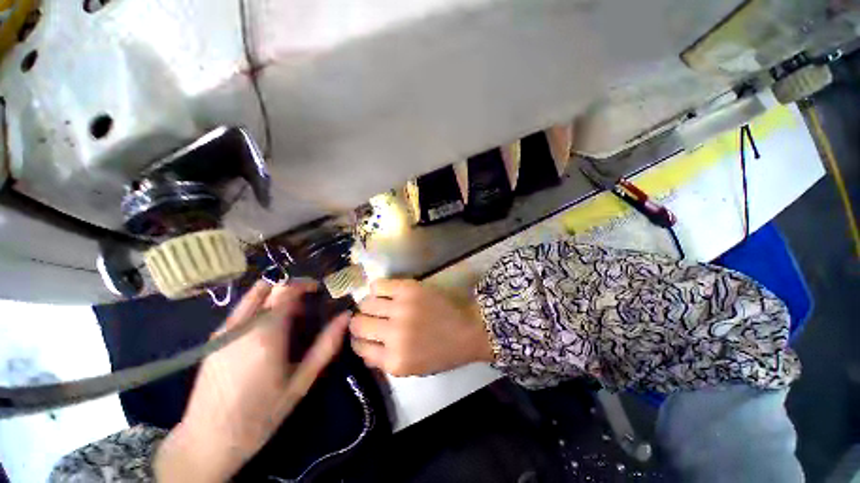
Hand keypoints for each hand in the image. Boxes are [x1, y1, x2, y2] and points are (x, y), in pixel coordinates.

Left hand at [154, 281, 348, 482]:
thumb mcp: (301, 382)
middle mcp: (243, 323)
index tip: (320, 289)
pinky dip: (261, 306)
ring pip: (253, 294)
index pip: (287, 289)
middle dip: (292, 286)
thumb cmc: (261, 413)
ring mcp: (225, 329)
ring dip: (276, 294)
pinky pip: (243, 308)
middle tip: (308, 301)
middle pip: (269, 286)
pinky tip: (270, 329)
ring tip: (291, 315)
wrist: (208, 440)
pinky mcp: (215, 337)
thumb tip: (346, 316)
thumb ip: (326, 345)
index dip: (306, 283)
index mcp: (266, 331)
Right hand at [349, 279, 493, 376]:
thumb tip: (362, 345)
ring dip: (368, 305)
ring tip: (378, 305)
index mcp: (394, 361)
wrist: (468, 329)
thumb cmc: (442, 352)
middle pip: (358, 323)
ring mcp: (401, 309)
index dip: (358, 339)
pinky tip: (385, 293)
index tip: (362, 333)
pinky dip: (377, 289)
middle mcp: (394, 335)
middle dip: (359, 321)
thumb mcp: (411, 369)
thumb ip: (383, 361)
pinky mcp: (409, 289)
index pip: (358, 347)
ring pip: (366, 303)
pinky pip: (379, 285)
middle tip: (369, 318)